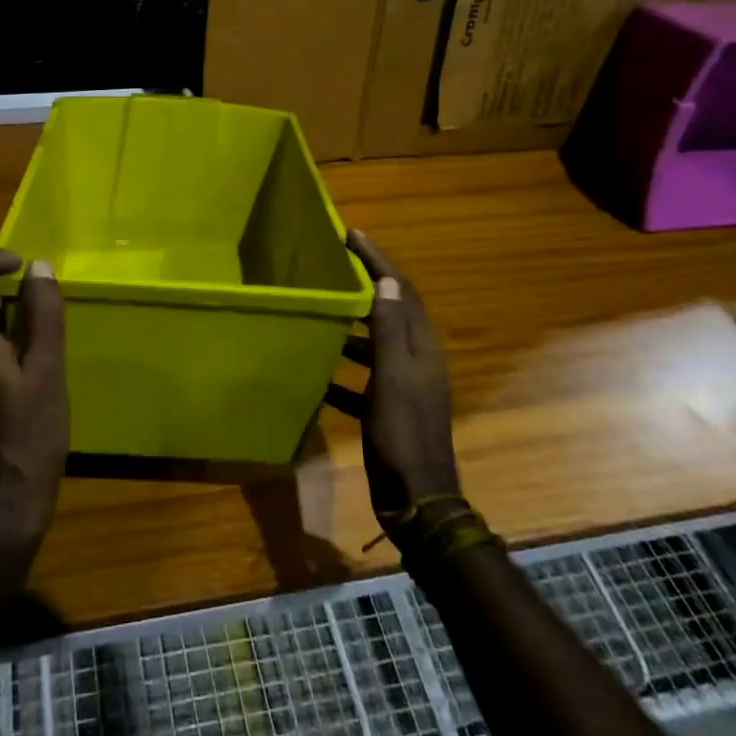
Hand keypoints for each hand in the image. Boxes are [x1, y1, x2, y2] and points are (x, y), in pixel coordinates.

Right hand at [347, 230, 460, 538]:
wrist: (417, 500)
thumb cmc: (403, 434)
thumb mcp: (393, 378)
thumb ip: (389, 329)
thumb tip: (387, 279)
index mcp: (420, 347)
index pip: (401, 290)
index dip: (379, 260)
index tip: (353, 234)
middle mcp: (415, 360)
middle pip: (390, 311)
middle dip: (365, 285)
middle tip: (333, 264)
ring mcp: (402, 386)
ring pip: (374, 344)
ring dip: (350, 326)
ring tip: (320, 309)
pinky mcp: (386, 409)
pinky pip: (361, 378)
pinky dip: (341, 370)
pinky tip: (315, 369)